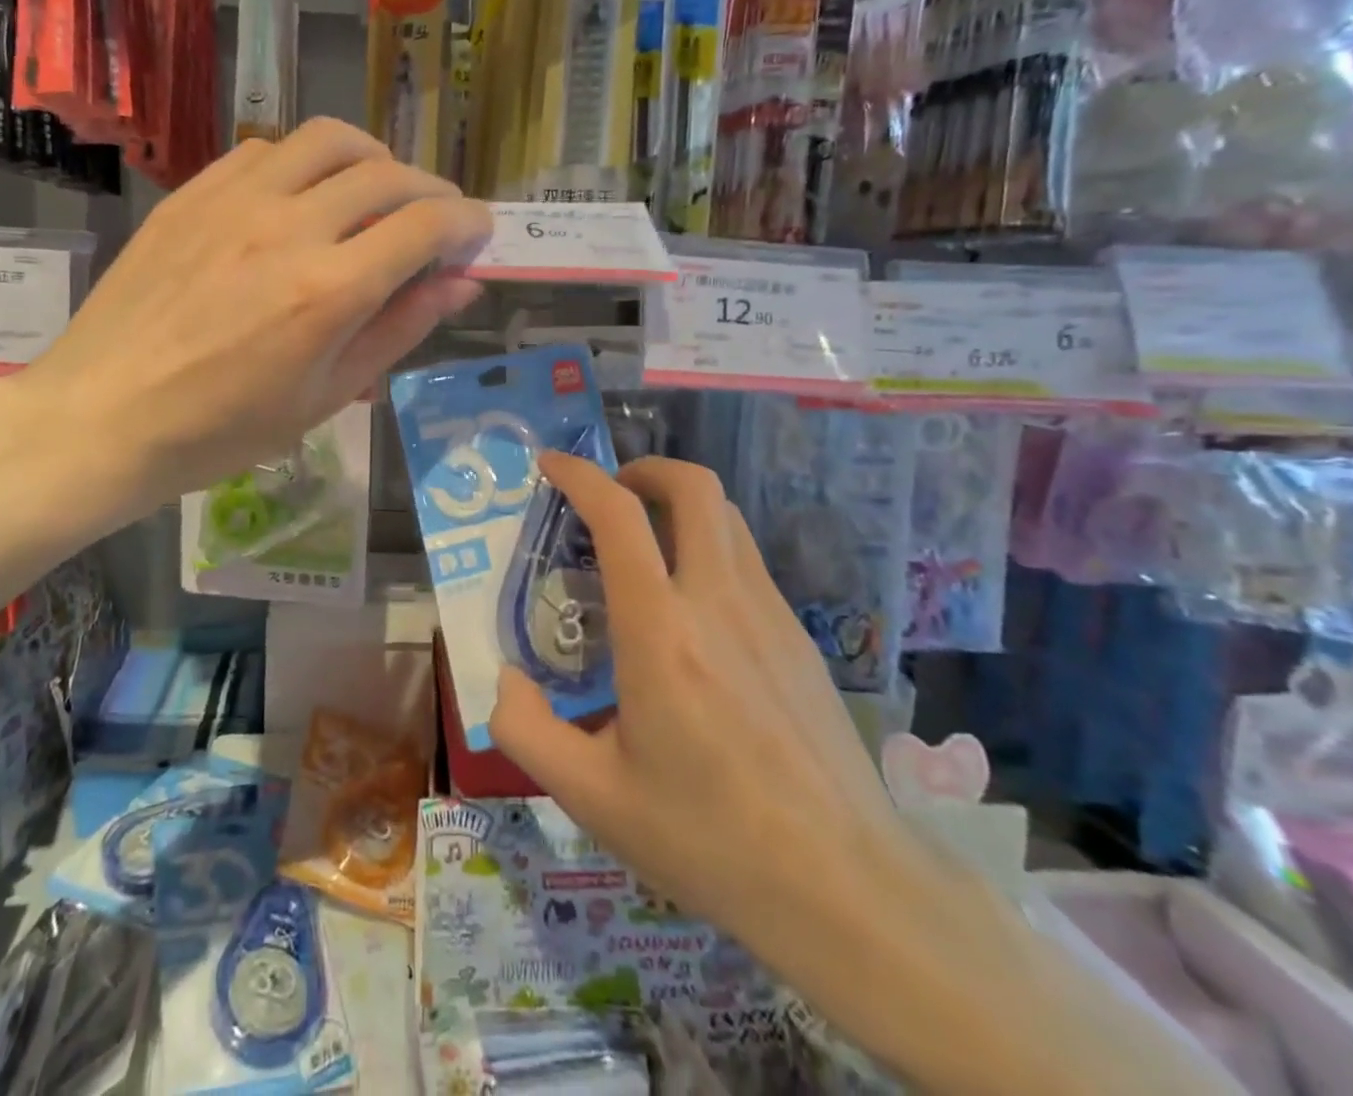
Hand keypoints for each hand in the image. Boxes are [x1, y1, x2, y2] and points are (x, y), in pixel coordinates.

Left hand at [21, 119, 490, 512]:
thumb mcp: (326, 395)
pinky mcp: (193, 192)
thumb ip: (398, 329)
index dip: (466, 223)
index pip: (425, 226)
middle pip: (386, 174)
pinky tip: (303, 196)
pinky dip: (305, 162)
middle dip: (431, 191)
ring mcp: (234, 200)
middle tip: (437, 220)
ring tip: (379, 190)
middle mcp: (288, 226)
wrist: (105, 414)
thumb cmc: (223, 429)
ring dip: (373, 157)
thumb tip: (462, 285)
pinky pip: (266, 149)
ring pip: (328, 140)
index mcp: (329, 290)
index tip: (478, 233)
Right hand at [488, 454, 912, 992]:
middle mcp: (718, 602)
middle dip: (644, 469)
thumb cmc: (707, 839)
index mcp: (660, 631)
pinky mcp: (799, 637)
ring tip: (645, 540)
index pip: (619, 516)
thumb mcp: (591, 797)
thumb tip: (507, 678)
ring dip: (680, 503)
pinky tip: (691, 606)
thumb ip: (525, 729)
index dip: (580, 475)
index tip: (551, 464)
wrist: (845, 888)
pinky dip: (708, 545)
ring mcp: (769, 614)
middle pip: (694, 486)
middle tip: (610, 495)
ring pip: (727, 516)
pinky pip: (747, 560)